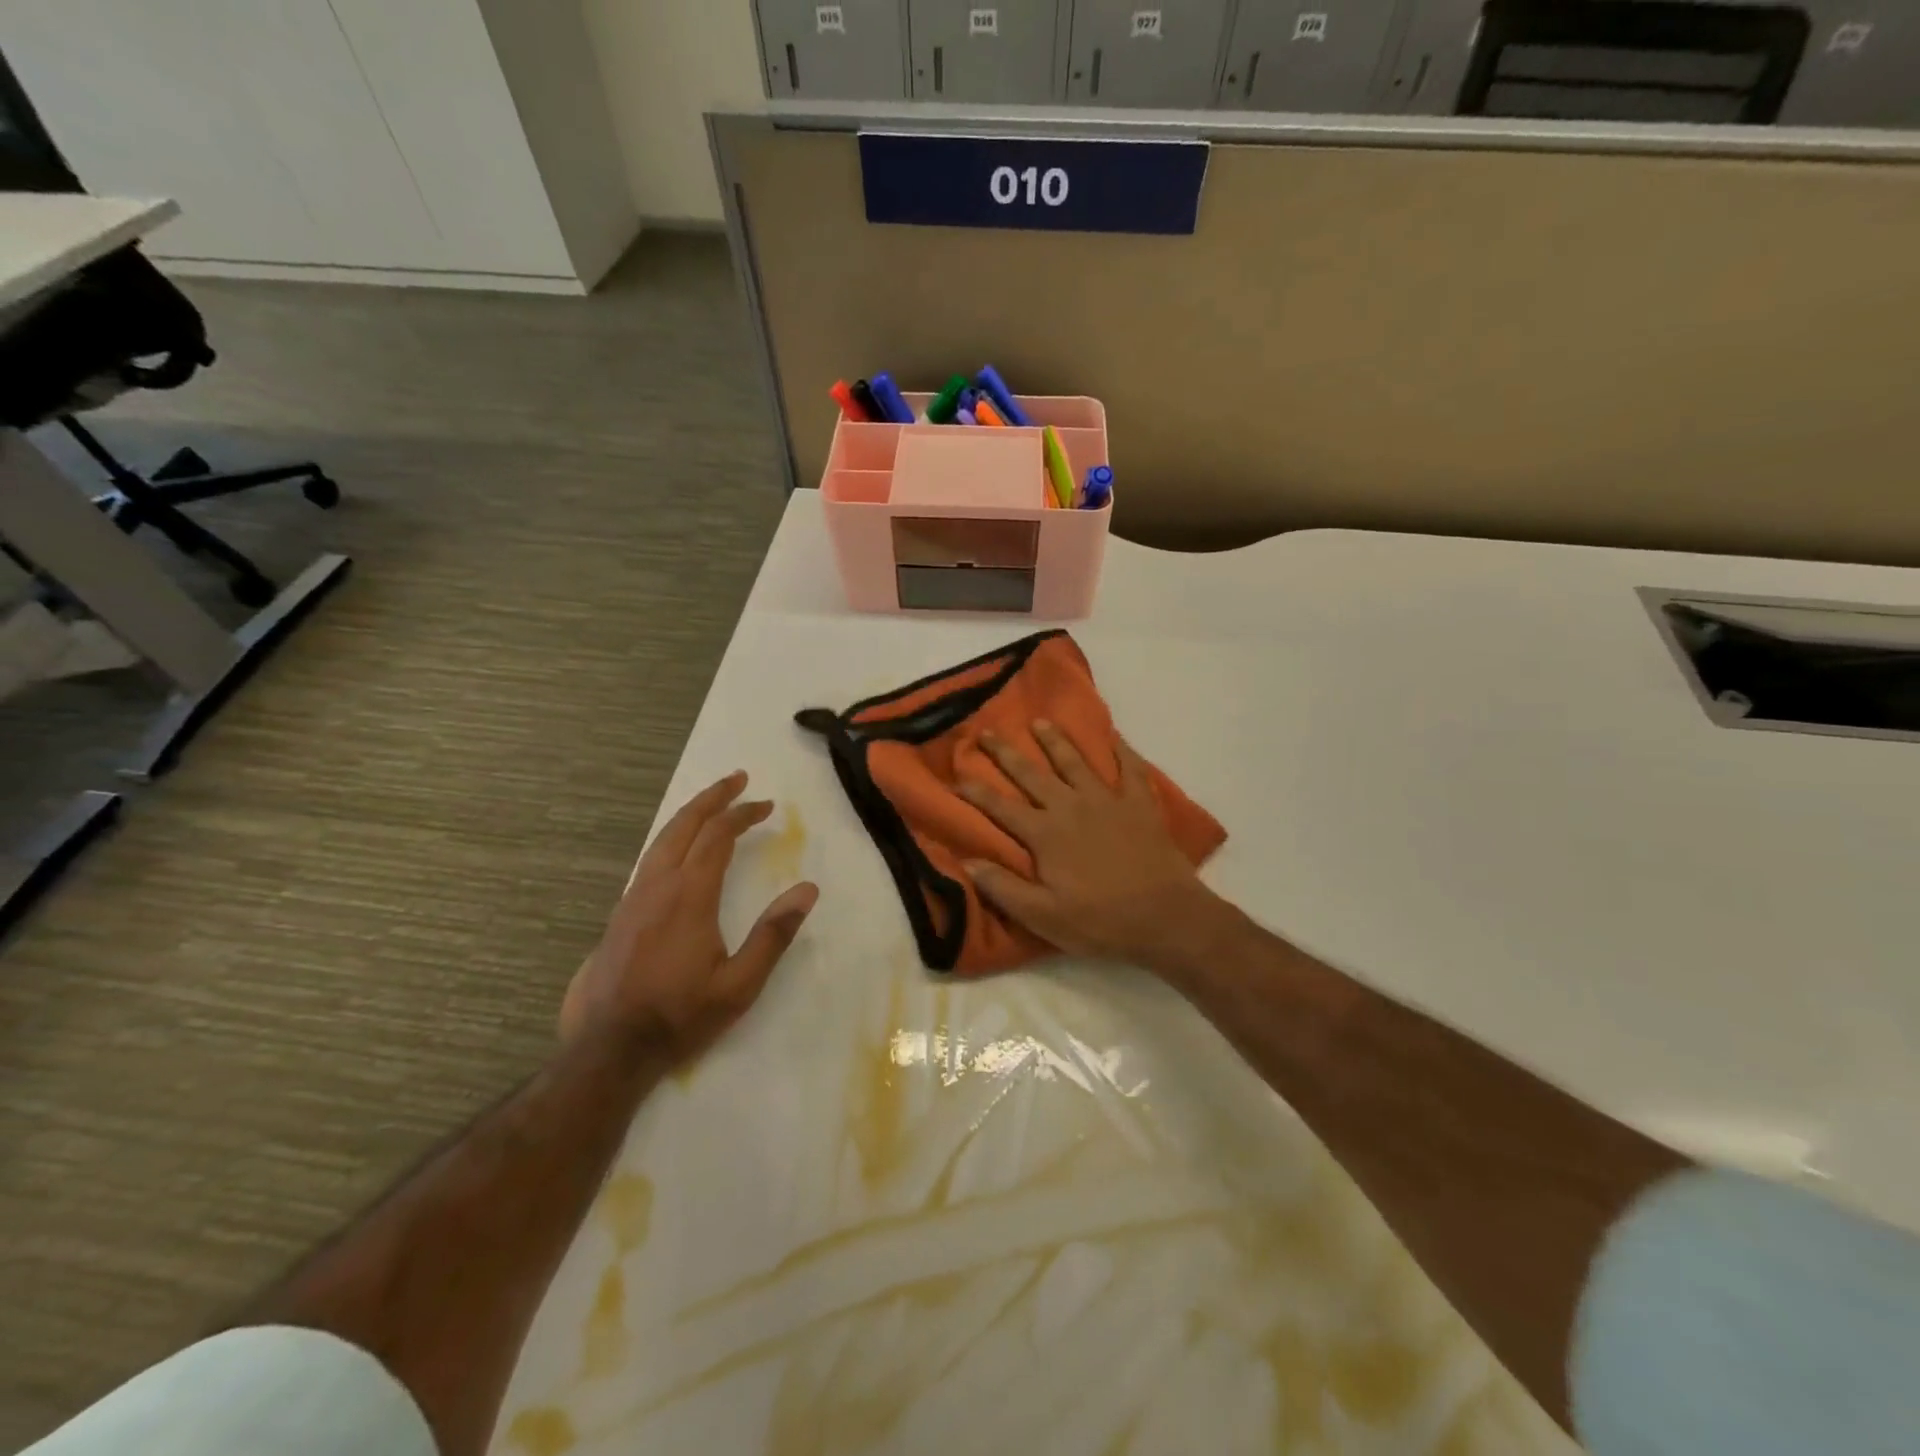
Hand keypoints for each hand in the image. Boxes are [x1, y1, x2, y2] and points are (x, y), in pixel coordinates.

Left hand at [562, 771, 818, 1066]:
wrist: (608, 1049)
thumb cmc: (680, 1016)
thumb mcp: (740, 985)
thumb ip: (774, 934)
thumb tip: (807, 889)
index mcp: (690, 896)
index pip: (718, 837)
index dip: (743, 814)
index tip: (767, 806)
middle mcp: (658, 886)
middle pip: (684, 825)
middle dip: (713, 798)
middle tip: (737, 779)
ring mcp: (632, 899)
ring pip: (661, 839)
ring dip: (689, 815)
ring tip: (711, 803)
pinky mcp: (619, 915)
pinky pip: (649, 860)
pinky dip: (671, 839)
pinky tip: (679, 851)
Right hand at [959, 722, 1221, 972]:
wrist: (1166, 917)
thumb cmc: (1100, 921)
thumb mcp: (1043, 916)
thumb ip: (1003, 887)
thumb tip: (967, 861)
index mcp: (1045, 834)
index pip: (1001, 808)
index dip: (976, 792)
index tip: (957, 775)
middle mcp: (1070, 807)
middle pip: (1032, 774)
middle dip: (1006, 753)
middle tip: (988, 732)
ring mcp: (1107, 800)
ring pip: (1074, 762)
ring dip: (1055, 740)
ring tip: (1040, 722)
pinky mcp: (1139, 803)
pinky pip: (1129, 767)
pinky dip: (1121, 748)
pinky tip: (1113, 735)